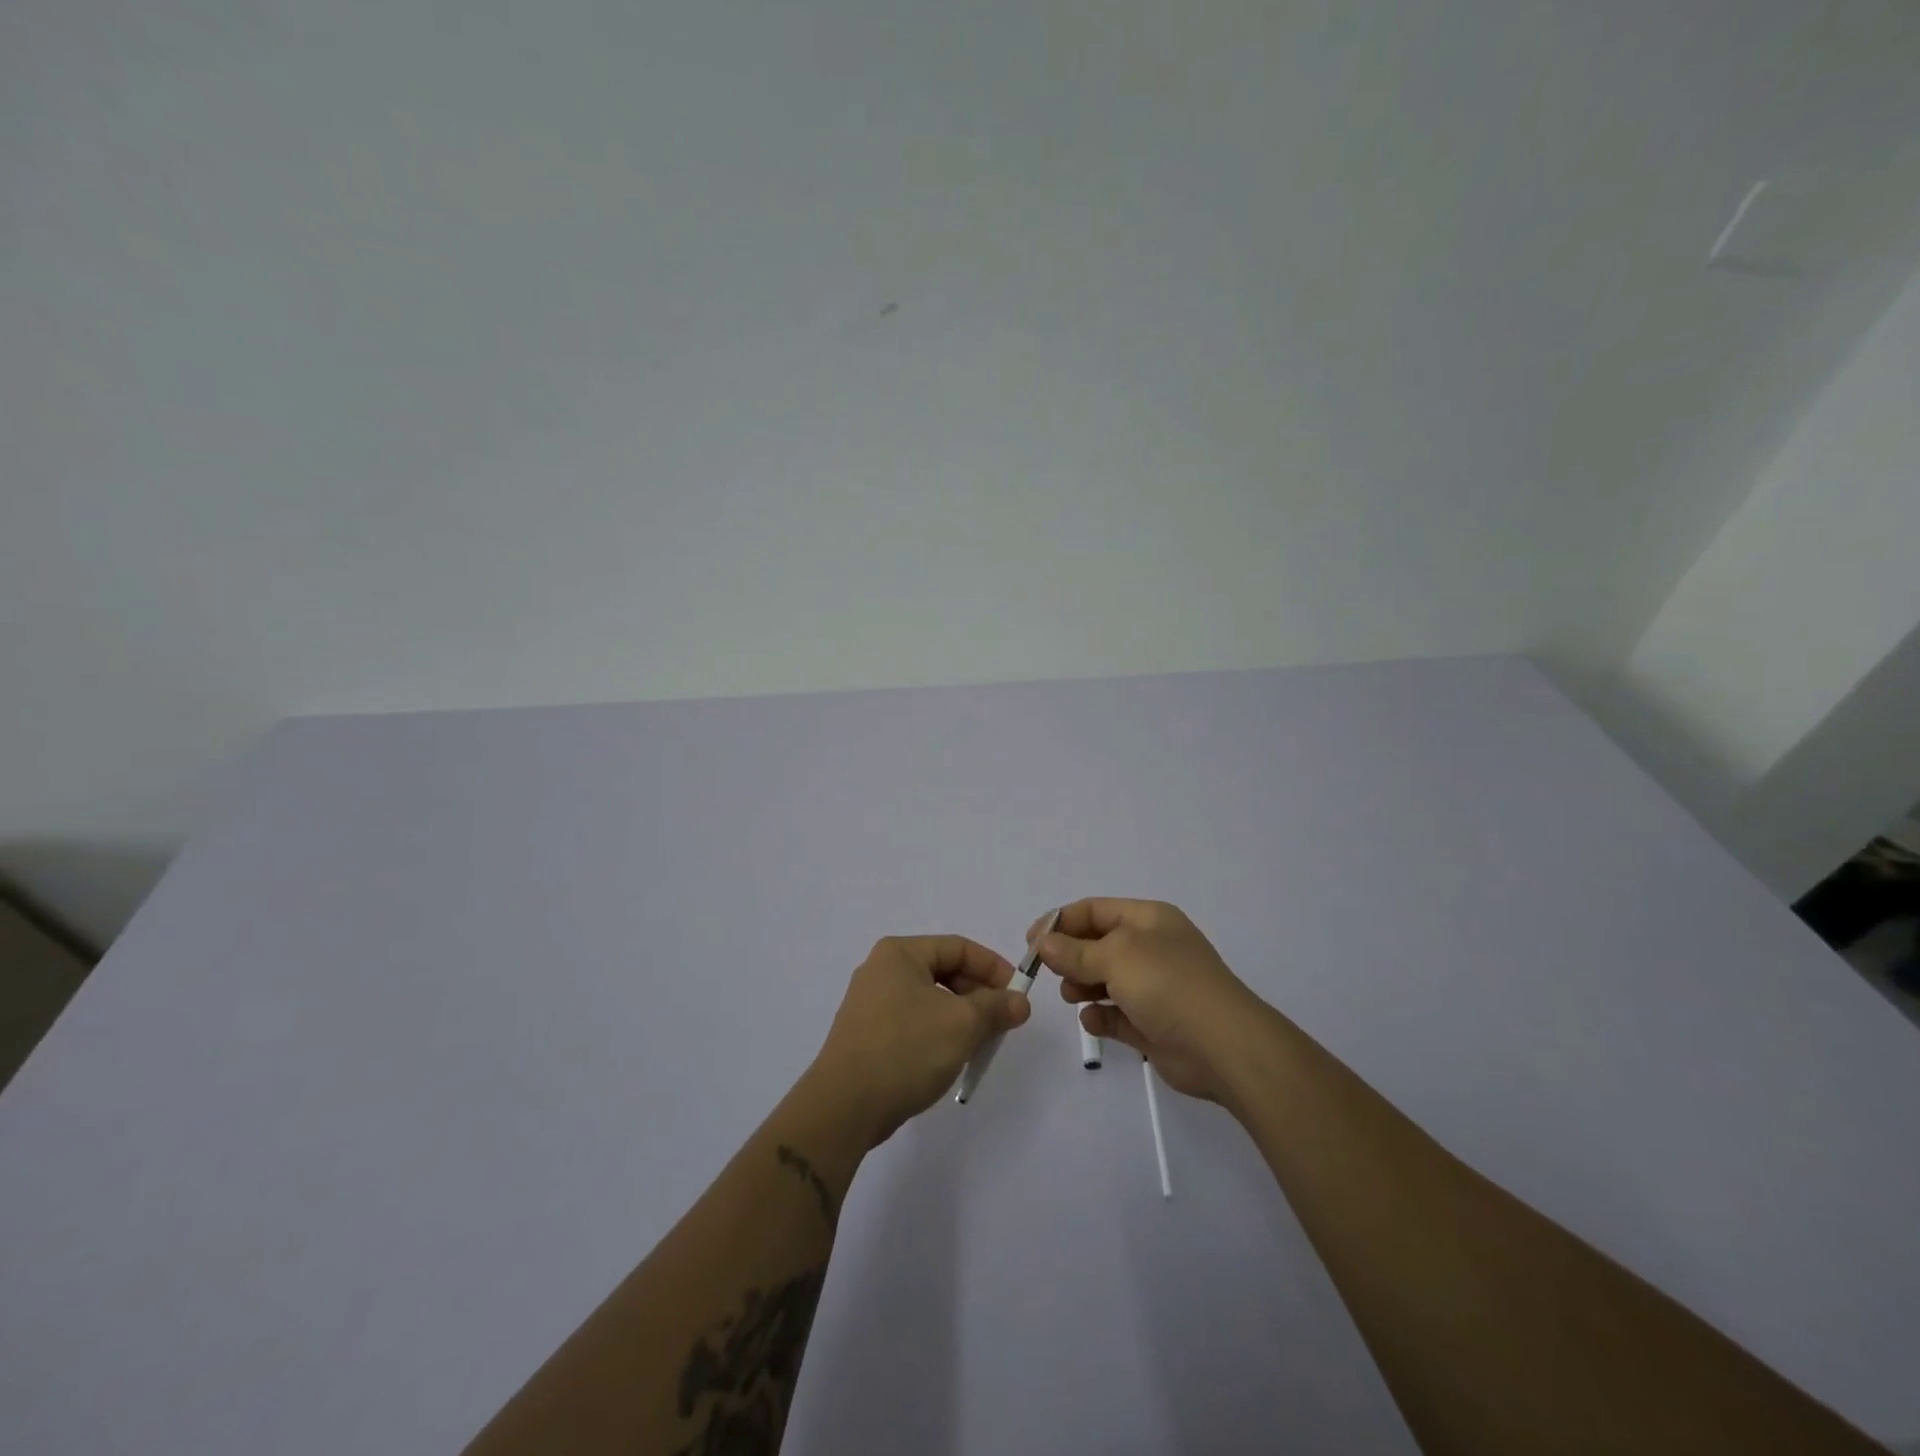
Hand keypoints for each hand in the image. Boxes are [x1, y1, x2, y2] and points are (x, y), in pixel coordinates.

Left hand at [810, 935, 1031, 1146]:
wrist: (844, 1106)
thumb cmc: (906, 1049)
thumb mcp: (961, 1024)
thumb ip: (995, 1007)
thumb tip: (1020, 1002)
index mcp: (899, 953)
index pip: (958, 947)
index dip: (993, 967)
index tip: (1017, 994)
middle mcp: (881, 970)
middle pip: (943, 971)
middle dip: (978, 995)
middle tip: (1003, 1021)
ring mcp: (870, 1003)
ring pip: (930, 999)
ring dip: (961, 1016)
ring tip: (981, 1043)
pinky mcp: (867, 1035)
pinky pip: (913, 1021)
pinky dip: (938, 1032)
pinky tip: (951, 1057)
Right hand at [1032, 899, 1273, 1104]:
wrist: (1223, 1046)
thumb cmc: (1168, 984)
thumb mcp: (1116, 956)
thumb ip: (1075, 951)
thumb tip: (1043, 944)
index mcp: (1148, 919)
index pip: (1094, 910)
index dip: (1060, 921)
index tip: (1031, 942)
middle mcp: (1151, 948)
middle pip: (1097, 944)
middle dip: (1070, 955)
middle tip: (1047, 972)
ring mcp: (1154, 987)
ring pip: (1105, 979)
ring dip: (1081, 984)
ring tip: (1070, 995)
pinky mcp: (1153, 1023)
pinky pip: (1116, 1014)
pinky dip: (1100, 1015)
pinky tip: (1091, 1020)